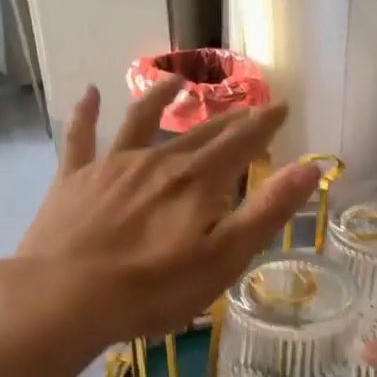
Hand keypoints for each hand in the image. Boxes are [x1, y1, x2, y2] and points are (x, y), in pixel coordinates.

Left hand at [0, 79, 320, 348]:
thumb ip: (267, 211)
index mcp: (198, 181)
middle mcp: (158, 161)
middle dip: (226, 119)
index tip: (282, 106)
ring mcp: (113, 166)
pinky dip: (86, 113)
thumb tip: (310, 168)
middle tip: (245, 107)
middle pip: (199, 133)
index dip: (264, 124)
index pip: (241, 143)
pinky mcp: (74, 179)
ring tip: (177, 80)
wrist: (66, 296)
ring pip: (142, 121)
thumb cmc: (154, 287)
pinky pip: (81, 137)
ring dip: (161, 98)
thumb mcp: (224, 257)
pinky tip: (90, 93)